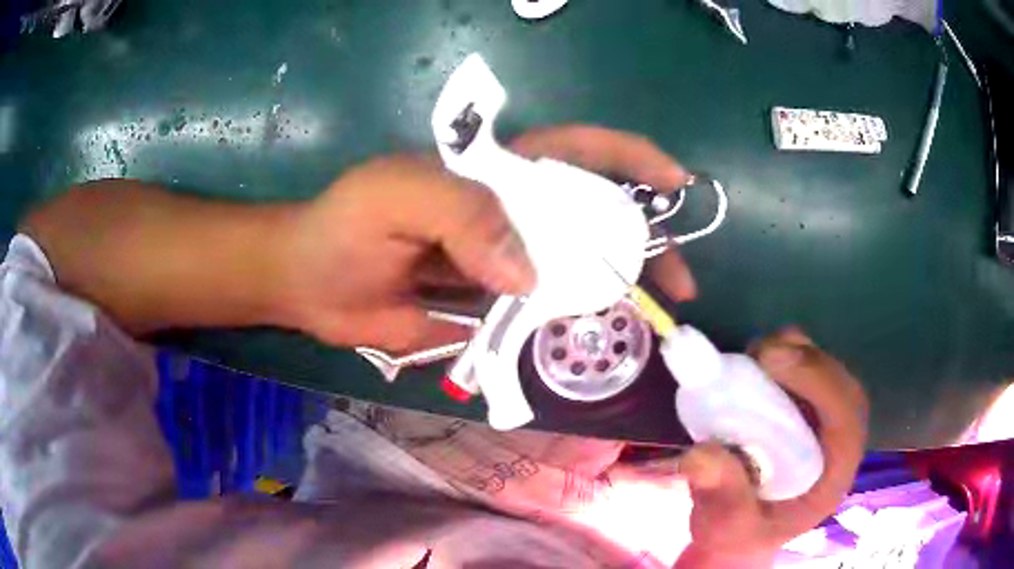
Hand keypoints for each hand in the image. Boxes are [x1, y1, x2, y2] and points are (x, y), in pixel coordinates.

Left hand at [276, 125, 694, 351]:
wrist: (309, 284)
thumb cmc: (344, 224)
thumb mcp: (394, 196)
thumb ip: (460, 214)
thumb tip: (526, 274)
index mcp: (497, 173)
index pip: (579, 152)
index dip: (633, 160)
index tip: (676, 186)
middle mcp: (511, 215)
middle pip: (594, 219)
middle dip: (644, 245)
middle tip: (676, 288)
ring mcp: (502, 265)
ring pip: (572, 272)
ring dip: (612, 294)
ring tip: (647, 323)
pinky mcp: (485, 308)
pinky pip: (538, 316)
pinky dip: (565, 329)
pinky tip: (587, 345)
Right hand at [675, 328, 868, 566]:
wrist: (739, 529)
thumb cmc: (739, 532)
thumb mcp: (726, 526)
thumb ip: (720, 496)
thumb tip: (700, 454)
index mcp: (833, 474)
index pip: (845, 417)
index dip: (818, 380)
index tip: (771, 362)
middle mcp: (838, 441)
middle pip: (840, 385)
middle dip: (805, 360)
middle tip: (759, 354)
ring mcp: (826, 422)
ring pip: (827, 370)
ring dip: (795, 353)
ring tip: (753, 359)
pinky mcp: (808, 409)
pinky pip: (808, 370)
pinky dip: (784, 357)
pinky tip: (756, 368)